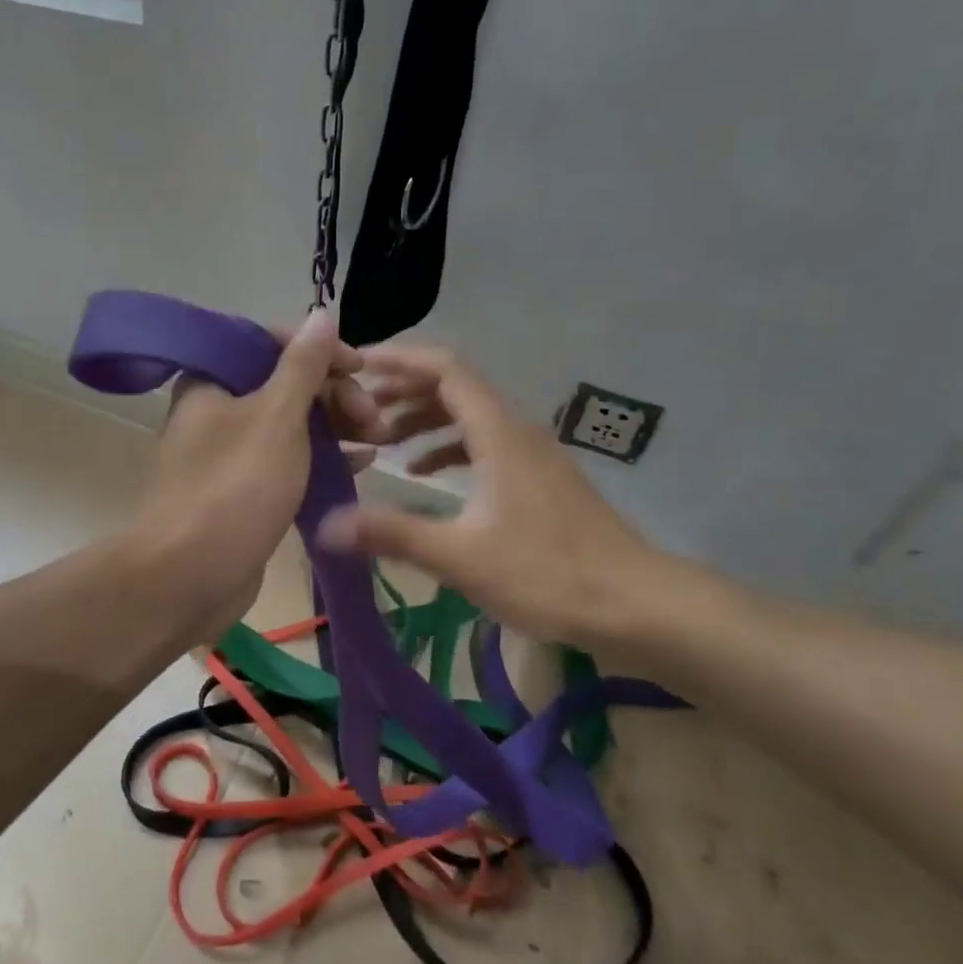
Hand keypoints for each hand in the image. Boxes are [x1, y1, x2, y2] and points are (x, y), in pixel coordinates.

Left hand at [129, 310, 380, 639]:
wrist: (189, 577)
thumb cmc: (235, 488)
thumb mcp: (277, 417)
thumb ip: (303, 365)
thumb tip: (321, 314)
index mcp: (211, 379)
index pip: (269, 342)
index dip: (320, 351)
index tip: (361, 369)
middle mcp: (216, 409)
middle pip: (284, 383)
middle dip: (334, 394)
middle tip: (374, 419)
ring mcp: (230, 452)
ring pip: (290, 424)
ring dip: (335, 425)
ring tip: (379, 439)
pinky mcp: (243, 489)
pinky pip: (288, 460)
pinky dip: (322, 457)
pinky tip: (360, 462)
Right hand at [316, 346, 701, 650]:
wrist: (636, 603)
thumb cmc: (547, 573)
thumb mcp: (460, 556)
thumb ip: (393, 534)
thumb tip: (327, 525)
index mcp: (498, 433)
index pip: (446, 370)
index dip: (401, 360)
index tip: (359, 364)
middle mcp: (516, 431)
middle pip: (456, 389)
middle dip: (404, 392)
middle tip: (358, 410)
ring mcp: (532, 455)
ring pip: (471, 418)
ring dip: (426, 422)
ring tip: (383, 442)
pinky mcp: (540, 480)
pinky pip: (486, 445)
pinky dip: (451, 449)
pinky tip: (428, 476)